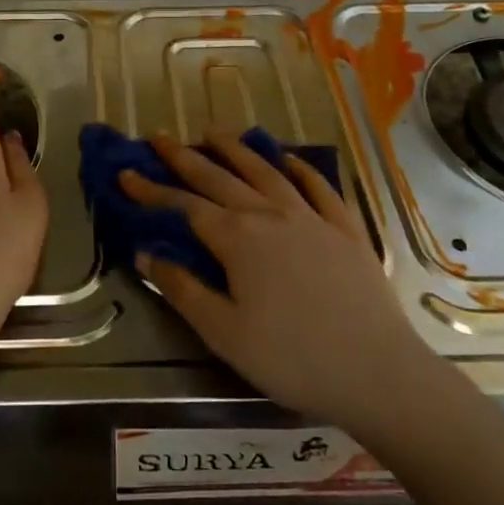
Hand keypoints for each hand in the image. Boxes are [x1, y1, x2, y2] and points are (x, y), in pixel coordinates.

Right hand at [120, 131, 427, 429]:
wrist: (378, 372)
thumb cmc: (292, 359)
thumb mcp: (224, 333)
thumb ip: (182, 289)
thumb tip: (145, 253)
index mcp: (237, 239)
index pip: (184, 206)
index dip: (152, 190)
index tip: (126, 173)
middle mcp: (270, 215)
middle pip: (219, 177)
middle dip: (185, 157)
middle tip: (160, 138)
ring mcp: (311, 217)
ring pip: (266, 171)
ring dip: (236, 149)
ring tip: (214, 132)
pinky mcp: (345, 228)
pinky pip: (318, 186)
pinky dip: (299, 167)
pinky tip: (288, 157)